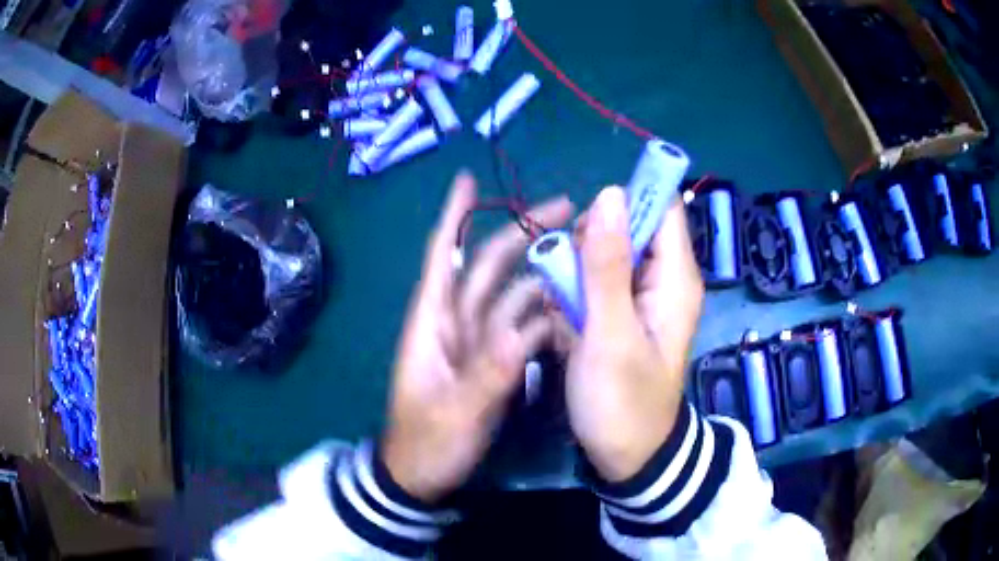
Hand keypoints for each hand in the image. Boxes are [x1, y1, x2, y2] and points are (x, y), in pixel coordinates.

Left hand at [381, 173, 573, 501]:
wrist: (423, 475)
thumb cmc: (427, 442)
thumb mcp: (456, 414)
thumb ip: (487, 376)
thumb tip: (518, 333)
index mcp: (432, 323)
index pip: (441, 257)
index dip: (453, 217)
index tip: (469, 180)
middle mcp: (454, 323)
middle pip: (487, 268)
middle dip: (521, 235)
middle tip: (564, 210)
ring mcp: (476, 342)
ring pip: (510, 296)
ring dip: (540, 272)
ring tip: (580, 253)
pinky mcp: (493, 362)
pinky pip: (521, 328)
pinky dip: (543, 314)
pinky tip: (572, 305)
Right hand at [563, 186, 703, 481]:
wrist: (627, 453)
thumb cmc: (623, 401)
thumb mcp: (610, 335)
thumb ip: (608, 266)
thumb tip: (610, 193)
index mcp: (675, 278)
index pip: (662, 207)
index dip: (627, 204)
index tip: (590, 232)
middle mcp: (663, 279)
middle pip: (627, 227)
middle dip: (591, 246)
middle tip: (571, 285)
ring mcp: (641, 296)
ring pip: (604, 255)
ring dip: (577, 274)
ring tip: (566, 313)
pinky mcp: (621, 312)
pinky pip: (594, 282)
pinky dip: (575, 296)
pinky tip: (567, 327)